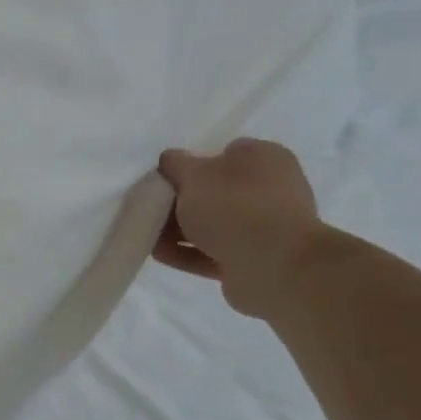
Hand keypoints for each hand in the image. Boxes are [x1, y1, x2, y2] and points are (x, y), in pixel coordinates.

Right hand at [150, 138, 326, 317]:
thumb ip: (176, 164)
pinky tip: (158, 254)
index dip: (194, 164)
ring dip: (180, 230)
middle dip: (183, 201)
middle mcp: (271, 190)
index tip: (168, 178)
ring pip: (214, 224)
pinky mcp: (255, 261)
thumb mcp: (193, 175)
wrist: (273, 266)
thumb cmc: (234, 206)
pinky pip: (214, 252)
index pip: (226, 153)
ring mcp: (266, 228)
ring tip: (147, 234)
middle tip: (153, 207)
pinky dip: (187, 252)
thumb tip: (171, 160)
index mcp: (266, 159)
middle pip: (217, 191)